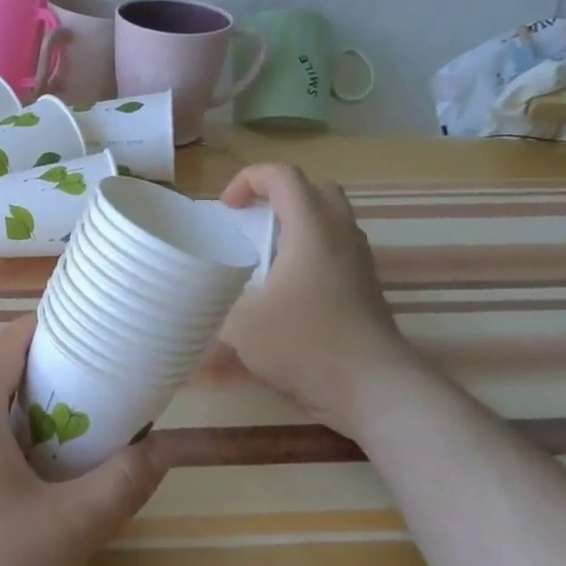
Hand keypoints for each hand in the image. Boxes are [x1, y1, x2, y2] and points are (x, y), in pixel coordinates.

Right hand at [216, 163, 419, 436]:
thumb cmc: (307, 345)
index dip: (249, 179)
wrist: (375, 389)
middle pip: (314, 189)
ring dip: (295, 224)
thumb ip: (212, 305)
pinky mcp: (365, 287)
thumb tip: (189, 299)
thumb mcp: (242, 326)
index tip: (227, 208)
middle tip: (250, 220)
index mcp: (311, 229)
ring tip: (264, 253)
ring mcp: (359, 261)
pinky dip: (309, 251)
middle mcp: (340, 235)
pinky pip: (336, 249)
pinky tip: (286, 287)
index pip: (283, 176)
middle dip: (277, 195)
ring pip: (330, 220)